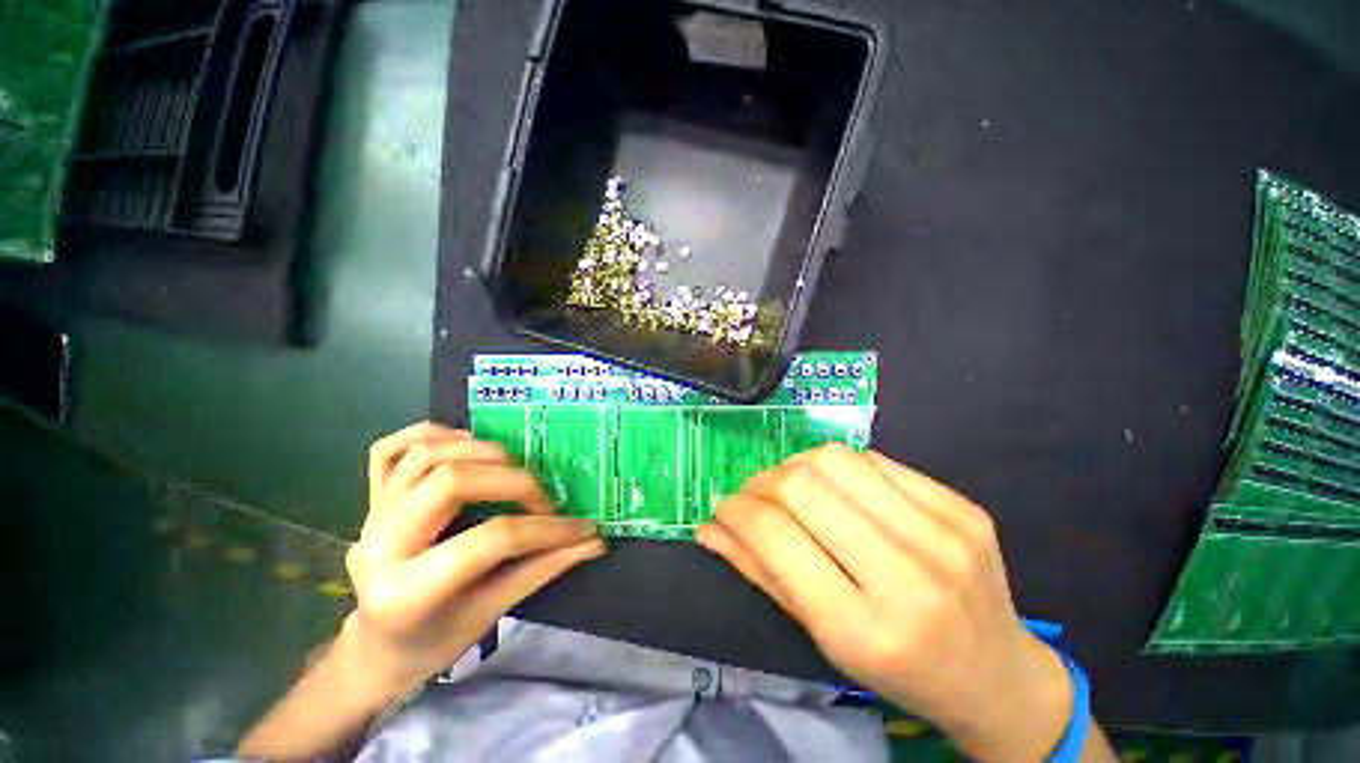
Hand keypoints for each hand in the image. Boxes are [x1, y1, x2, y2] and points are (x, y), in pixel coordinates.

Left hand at [342, 423, 604, 697]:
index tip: (581, 529)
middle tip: (544, 499)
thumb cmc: (432, 646)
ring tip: (511, 468)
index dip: (541, 531)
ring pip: (420, 456)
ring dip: (473, 450)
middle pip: (446, 482)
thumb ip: (532, 575)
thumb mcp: (483, 619)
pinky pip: (389, 450)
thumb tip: (587, 544)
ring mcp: (370, 516)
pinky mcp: (368, 500)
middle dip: (508, 481)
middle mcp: (381, 544)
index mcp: (408, 591)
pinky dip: (427, 435)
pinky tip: (462, 445)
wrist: (378, 645)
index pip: (484, 543)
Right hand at [698, 444, 1072, 761]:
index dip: (738, 513)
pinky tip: (847, 497)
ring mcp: (945, 533)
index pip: (780, 539)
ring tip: (794, 492)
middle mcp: (907, 571)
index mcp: (862, 627)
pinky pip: (889, 466)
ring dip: (803, 469)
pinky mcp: (966, 508)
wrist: (989, 670)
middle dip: (764, 483)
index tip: (722, 512)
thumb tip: (712, 530)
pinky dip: (852, 475)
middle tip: (754, 500)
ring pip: (847, 460)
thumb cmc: (901, 676)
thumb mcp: (831, 647)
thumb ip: (770, 583)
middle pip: (810, 485)